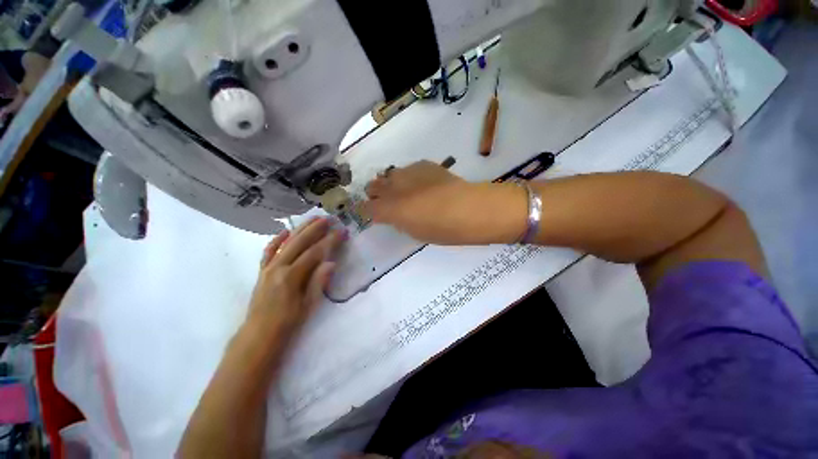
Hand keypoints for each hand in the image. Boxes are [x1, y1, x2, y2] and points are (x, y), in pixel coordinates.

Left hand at [245, 217, 343, 342]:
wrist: (259, 335)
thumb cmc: (287, 323)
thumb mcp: (308, 305)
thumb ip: (319, 282)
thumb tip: (331, 262)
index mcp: (291, 276)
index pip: (315, 253)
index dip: (330, 241)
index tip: (342, 231)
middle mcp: (278, 267)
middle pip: (300, 242)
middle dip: (316, 229)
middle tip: (329, 218)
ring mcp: (268, 267)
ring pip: (286, 242)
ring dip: (300, 229)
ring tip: (313, 218)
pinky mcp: (263, 270)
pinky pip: (269, 251)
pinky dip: (277, 239)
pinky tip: (285, 231)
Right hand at [364, 161, 525, 244]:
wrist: (469, 208)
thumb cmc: (443, 229)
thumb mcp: (415, 232)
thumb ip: (399, 221)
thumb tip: (394, 214)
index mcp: (389, 209)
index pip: (366, 208)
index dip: (367, 211)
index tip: (373, 215)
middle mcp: (393, 187)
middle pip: (373, 186)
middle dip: (375, 194)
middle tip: (386, 202)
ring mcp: (407, 172)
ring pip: (389, 175)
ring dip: (391, 183)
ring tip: (404, 191)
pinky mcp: (422, 164)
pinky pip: (408, 169)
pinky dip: (409, 177)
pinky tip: (421, 183)